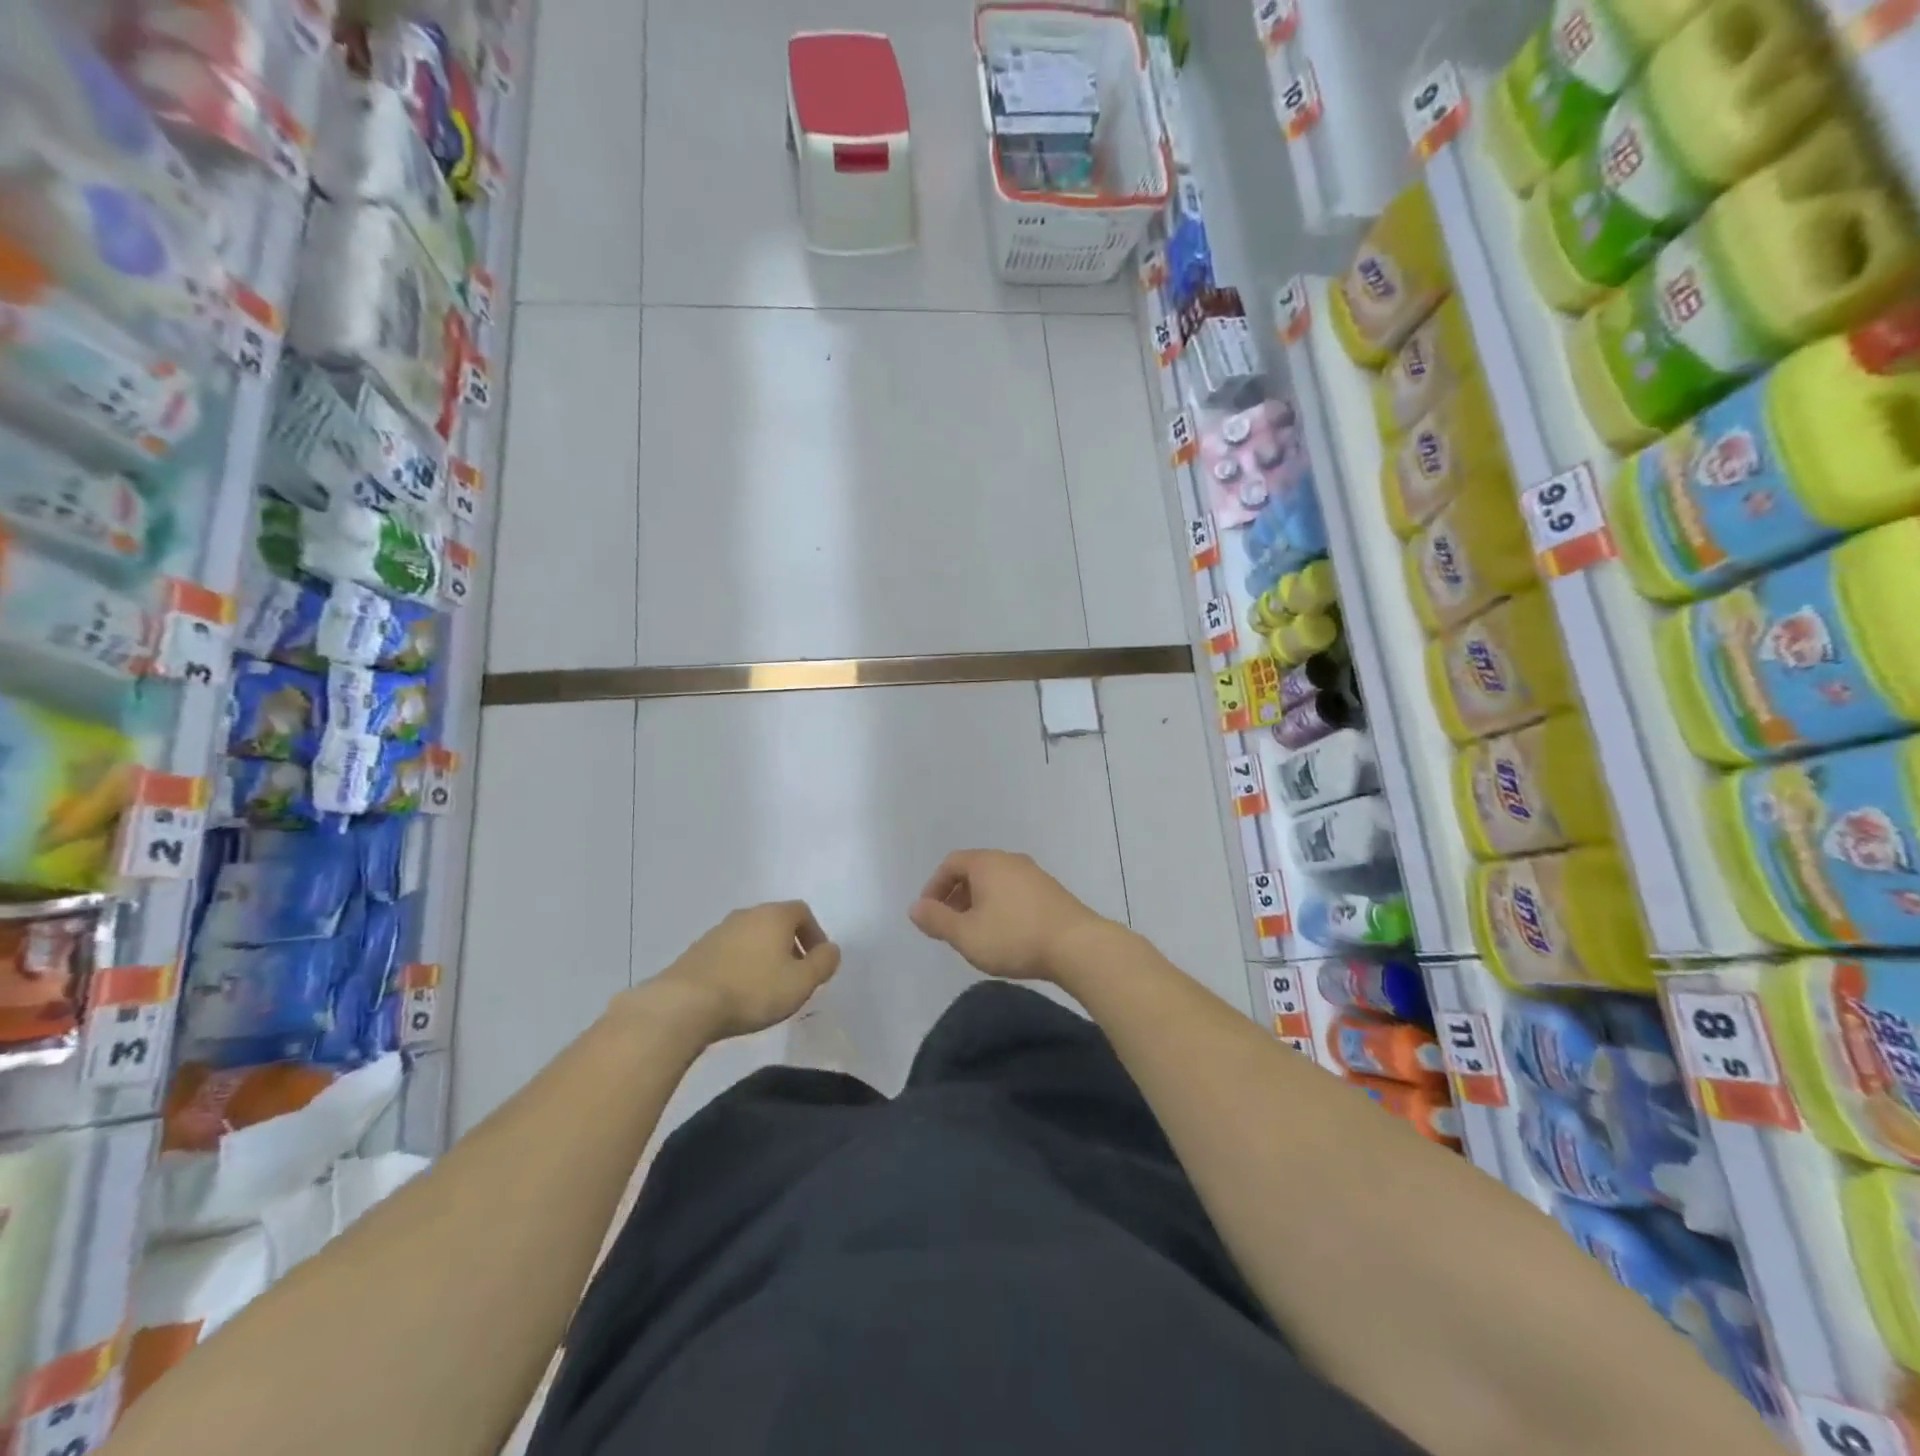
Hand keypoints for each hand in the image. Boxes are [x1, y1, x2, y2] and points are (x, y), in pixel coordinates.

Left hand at [645, 901, 840, 1039]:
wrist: (685, 1004)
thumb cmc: (753, 990)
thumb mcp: (801, 983)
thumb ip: (823, 963)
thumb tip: (831, 949)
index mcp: (774, 915)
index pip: (802, 912)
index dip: (814, 935)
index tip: (816, 962)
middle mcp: (746, 915)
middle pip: (776, 922)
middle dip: (789, 946)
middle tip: (794, 976)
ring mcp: (718, 931)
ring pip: (751, 937)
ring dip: (763, 956)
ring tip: (766, 988)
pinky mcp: (697, 951)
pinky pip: (729, 952)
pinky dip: (740, 965)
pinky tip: (738, 992)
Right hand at [908, 850, 1107, 981]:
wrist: (1077, 946)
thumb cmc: (1014, 937)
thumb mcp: (967, 935)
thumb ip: (937, 920)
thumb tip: (915, 908)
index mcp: (987, 863)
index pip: (951, 863)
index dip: (934, 886)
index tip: (929, 914)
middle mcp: (1010, 860)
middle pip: (974, 870)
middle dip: (956, 896)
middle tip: (949, 925)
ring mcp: (1034, 874)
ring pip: (996, 882)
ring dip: (979, 903)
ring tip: (975, 933)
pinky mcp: (1051, 892)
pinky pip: (1015, 892)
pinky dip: (1001, 907)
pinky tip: (1005, 934)